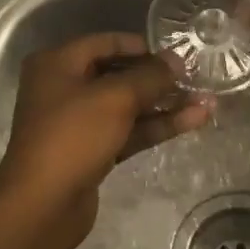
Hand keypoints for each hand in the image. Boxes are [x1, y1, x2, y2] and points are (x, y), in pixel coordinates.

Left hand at [0, 32, 210, 248]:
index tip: (177, 54)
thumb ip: (150, 76)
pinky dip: (156, 126)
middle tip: (196, 78)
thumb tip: (176, 61)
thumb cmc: (73, 137)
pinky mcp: (92, 151)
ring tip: (207, 101)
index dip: (143, 46)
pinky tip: (193, 121)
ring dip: (165, 104)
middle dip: (159, 78)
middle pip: (119, 74)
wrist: (43, 206)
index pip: (106, 42)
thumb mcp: (115, 98)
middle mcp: (64, 88)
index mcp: (58, 64)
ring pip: (128, 106)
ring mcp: (78, 122)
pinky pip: (128, 130)